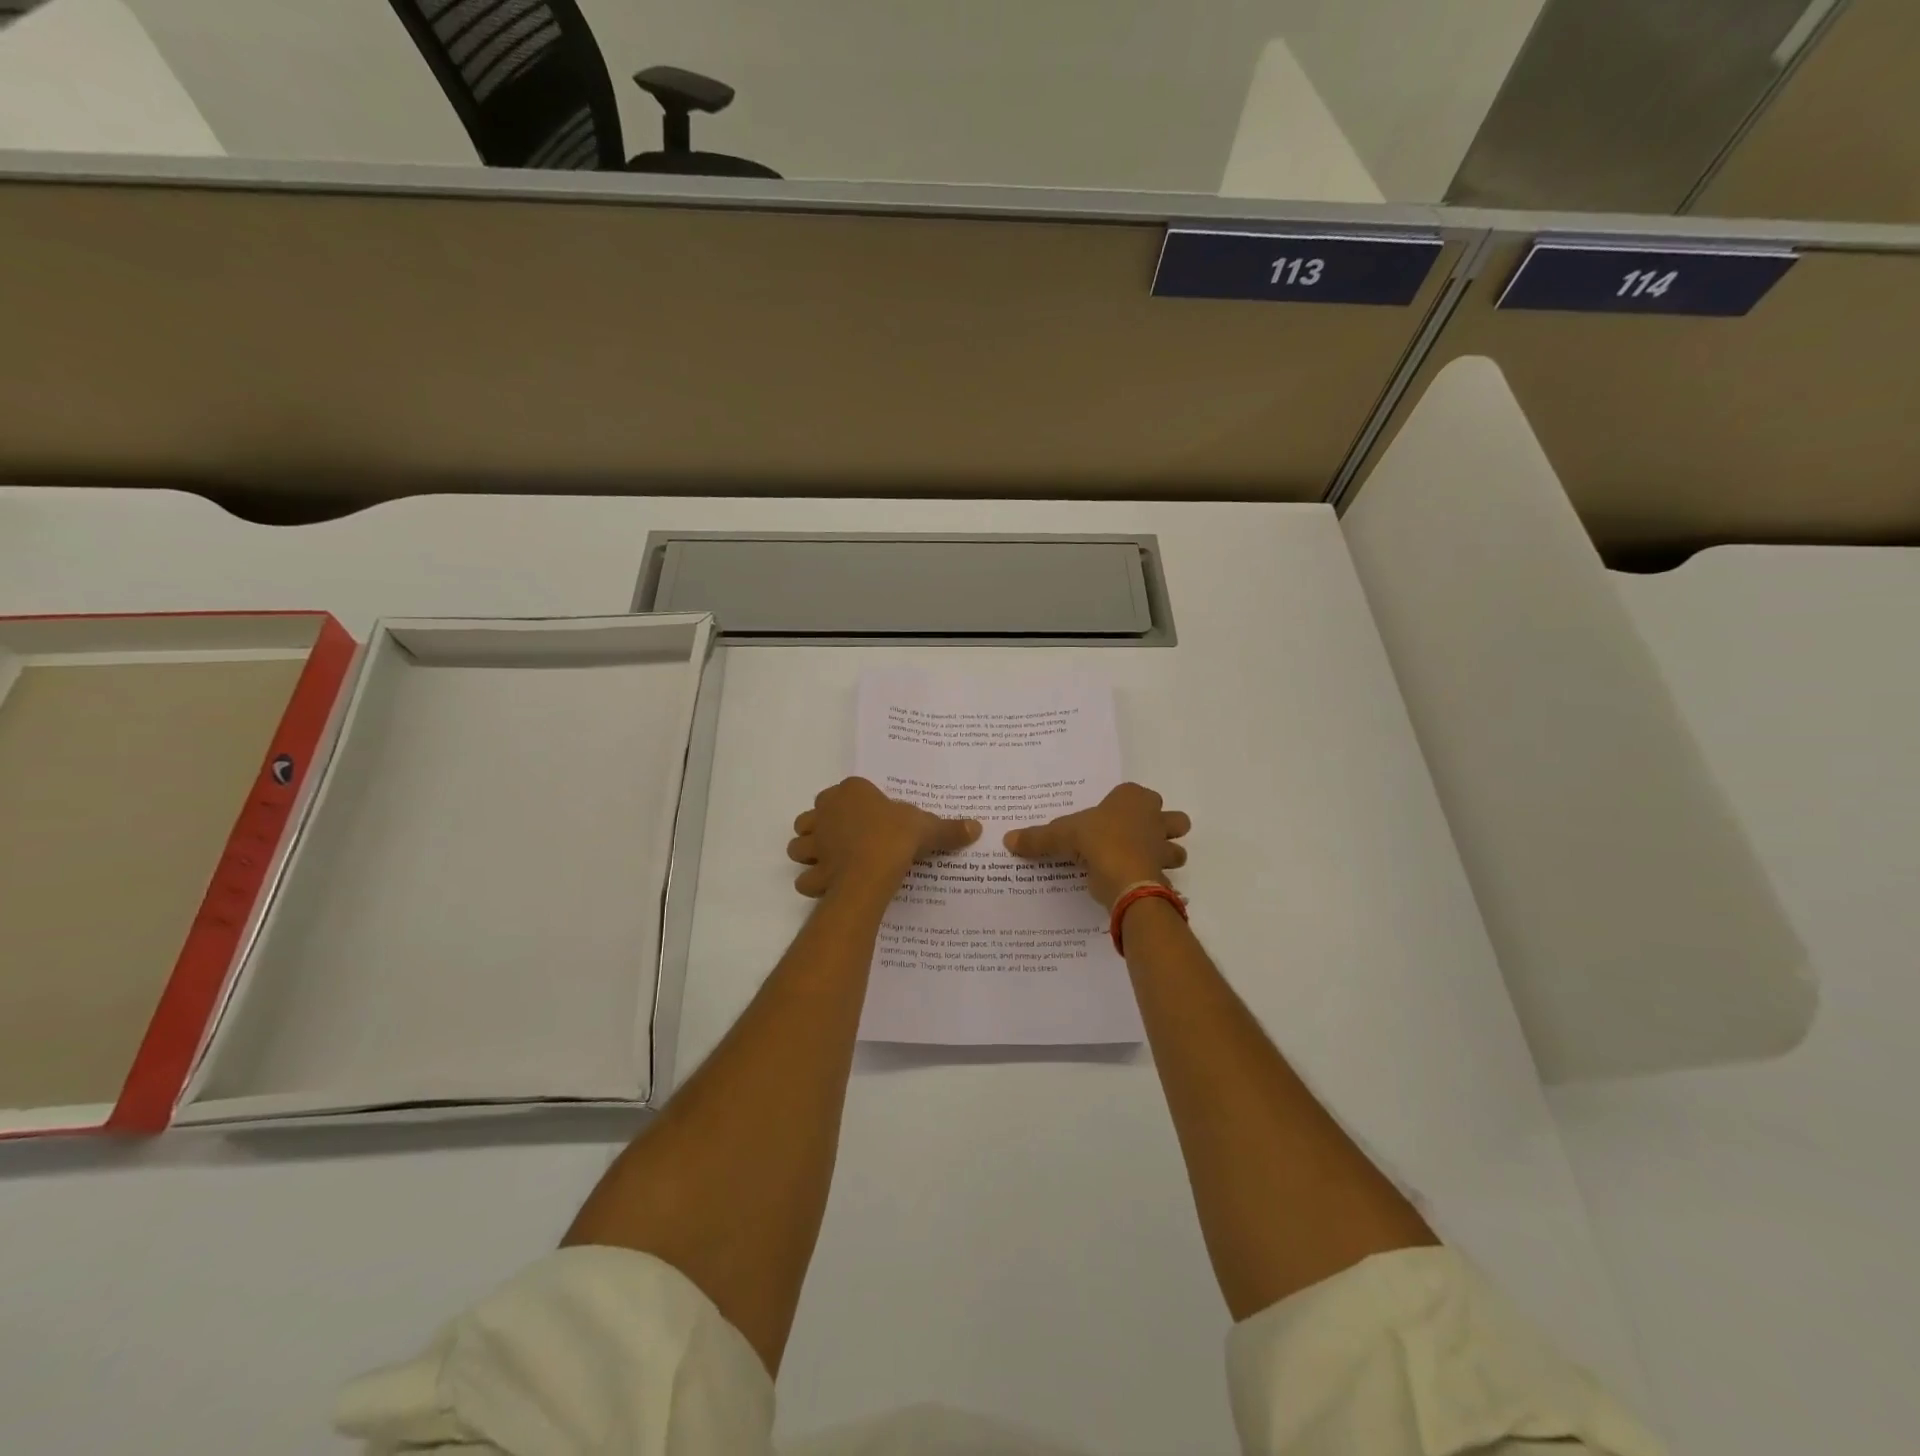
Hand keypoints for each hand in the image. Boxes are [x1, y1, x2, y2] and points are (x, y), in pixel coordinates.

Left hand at [787, 777, 980, 898]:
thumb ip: (949, 828)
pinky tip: (830, 886)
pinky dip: (814, 882)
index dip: (857, 804)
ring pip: (800, 844)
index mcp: (851, 791)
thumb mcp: (928, 828)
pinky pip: (806, 877)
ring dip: (810, 852)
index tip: (874, 818)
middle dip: (825, 826)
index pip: (848, 791)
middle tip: (849, 839)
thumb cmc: (897, 836)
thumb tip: (977, 827)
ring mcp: (816, 842)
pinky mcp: (813, 870)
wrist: (873, 869)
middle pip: (815, 816)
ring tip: (832, 861)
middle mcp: (826, 811)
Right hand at [1004, 782, 1189, 908]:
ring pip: (1176, 847)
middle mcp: (1155, 818)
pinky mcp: (1165, 873)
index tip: (1108, 816)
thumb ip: (1037, 837)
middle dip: (1162, 827)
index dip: (1124, 804)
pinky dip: (1156, 881)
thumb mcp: (1060, 836)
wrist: (1126, 878)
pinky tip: (1136, 886)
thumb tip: (1007, 839)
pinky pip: (1166, 876)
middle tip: (1136, 838)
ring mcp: (1164, 847)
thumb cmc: (1097, 842)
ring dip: (1164, 854)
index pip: (1135, 793)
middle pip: (1172, 818)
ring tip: (1139, 863)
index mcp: (1133, 799)